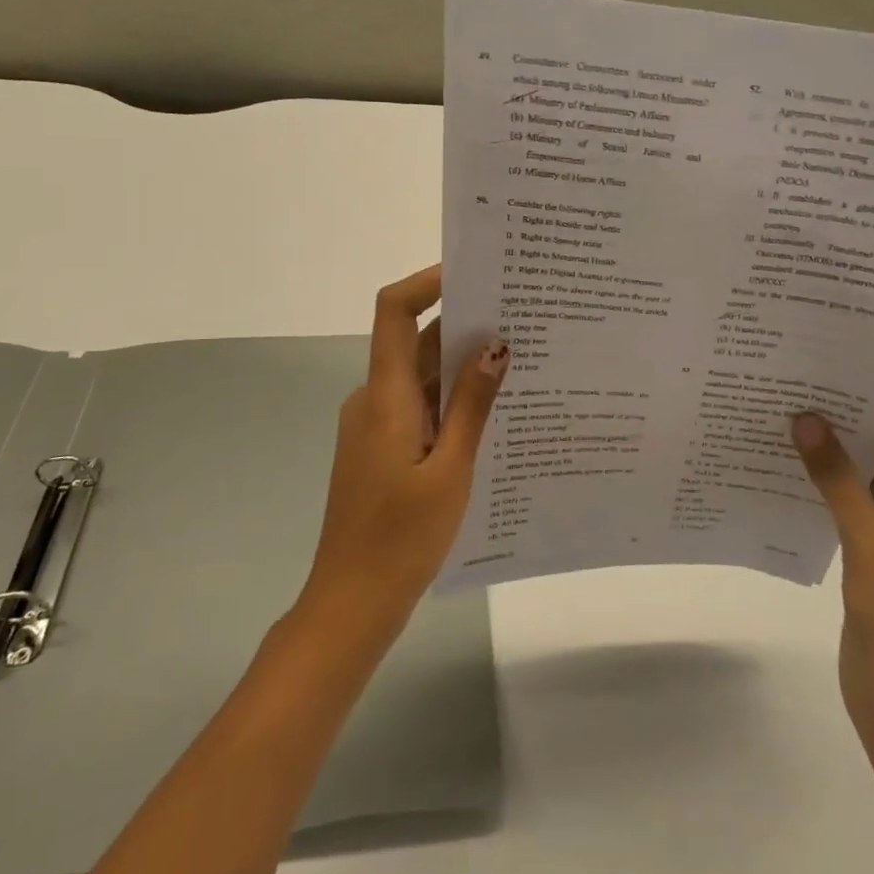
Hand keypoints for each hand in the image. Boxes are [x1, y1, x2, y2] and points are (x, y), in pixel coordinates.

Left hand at [305, 265, 508, 618]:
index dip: (427, 282)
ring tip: (521, 357)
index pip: (394, 311)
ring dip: (462, 365)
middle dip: (464, 324)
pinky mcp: (383, 448)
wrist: (352, 601)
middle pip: (415, 341)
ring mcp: (376, 425)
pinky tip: (494, 410)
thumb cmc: (402, 537)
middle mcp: (374, 399)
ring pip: (421, 376)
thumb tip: (496, 346)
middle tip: (521, 315)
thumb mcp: (451, 469)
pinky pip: (420, 406)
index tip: (473, 272)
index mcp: (385, 396)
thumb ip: (472, 405)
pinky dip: (452, 399)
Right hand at [791, 400, 873, 733]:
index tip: (843, 381)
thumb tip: (805, 417)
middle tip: (804, 393)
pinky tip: (793, 469)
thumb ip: (835, 475)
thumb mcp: (867, 536)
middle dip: (856, 421)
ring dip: (840, 453)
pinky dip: (832, 484)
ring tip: (791, 423)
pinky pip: (857, 501)